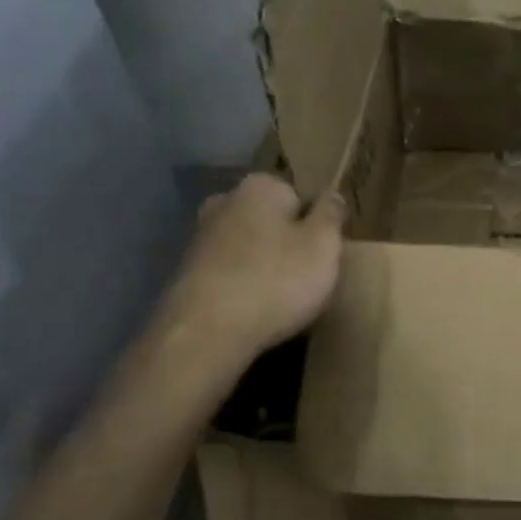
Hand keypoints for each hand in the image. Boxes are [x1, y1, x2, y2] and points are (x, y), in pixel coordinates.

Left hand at [161, 174, 344, 358]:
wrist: (207, 333)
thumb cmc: (276, 281)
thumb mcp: (323, 246)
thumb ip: (331, 215)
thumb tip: (332, 195)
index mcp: (260, 187)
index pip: (300, 197)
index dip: (316, 226)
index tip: (325, 254)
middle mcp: (225, 202)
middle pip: (271, 220)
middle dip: (287, 242)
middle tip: (308, 277)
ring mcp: (201, 237)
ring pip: (249, 246)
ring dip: (264, 265)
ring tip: (283, 298)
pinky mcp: (188, 272)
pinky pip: (231, 272)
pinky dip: (243, 285)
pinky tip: (255, 309)